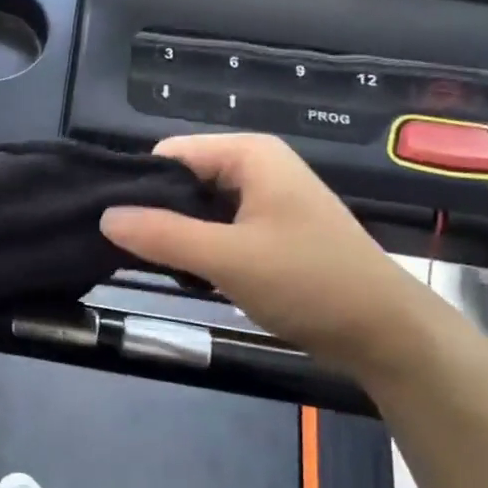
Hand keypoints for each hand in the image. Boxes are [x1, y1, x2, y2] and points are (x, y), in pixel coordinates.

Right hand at [101, 134, 435, 379]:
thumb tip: (104, 217)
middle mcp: (255, 166)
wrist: (384, 332)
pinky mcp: (268, 230)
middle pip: (181, 180)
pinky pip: (216, 229)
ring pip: (196, 208)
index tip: (116, 228)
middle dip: (157, 215)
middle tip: (136, 256)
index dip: (140, 187)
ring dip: (177, 237)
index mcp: (249, 155)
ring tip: (162, 270)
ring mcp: (264, 199)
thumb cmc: (309, 283)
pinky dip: (199, 250)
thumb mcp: (227, 259)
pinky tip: (192, 277)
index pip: (168, 155)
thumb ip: (162, 236)